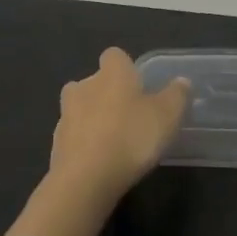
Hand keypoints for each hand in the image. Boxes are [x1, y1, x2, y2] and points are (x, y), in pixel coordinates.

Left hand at [49, 47, 190, 198]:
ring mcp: (65, 116)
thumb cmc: (132, 137)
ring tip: (114, 140)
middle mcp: (84, 87)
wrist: (86, 179)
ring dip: (93, 119)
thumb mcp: (168, 115)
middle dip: (107, 94)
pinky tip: (100, 161)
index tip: (139, 86)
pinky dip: (85, 143)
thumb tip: (181, 82)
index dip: (126, 68)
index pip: (114, 56)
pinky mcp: (56, 145)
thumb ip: (177, 95)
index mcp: (112, 74)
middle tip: (129, 115)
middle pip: (93, 82)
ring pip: (79, 109)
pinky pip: (74, 136)